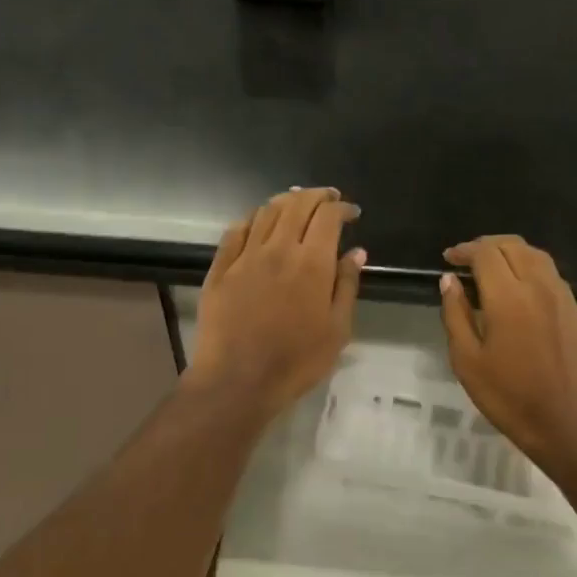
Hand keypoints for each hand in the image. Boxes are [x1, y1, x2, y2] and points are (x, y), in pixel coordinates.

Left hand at [186, 188, 363, 422]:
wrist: (237, 380)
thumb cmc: (296, 361)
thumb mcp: (337, 330)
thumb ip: (347, 286)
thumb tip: (355, 251)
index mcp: (311, 263)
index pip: (327, 217)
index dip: (341, 208)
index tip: (351, 213)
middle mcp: (278, 249)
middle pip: (297, 206)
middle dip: (316, 196)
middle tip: (327, 199)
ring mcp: (245, 256)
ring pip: (265, 212)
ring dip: (285, 201)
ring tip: (296, 202)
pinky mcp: (220, 269)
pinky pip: (235, 231)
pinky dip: (252, 219)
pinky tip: (258, 222)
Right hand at [439, 235, 576, 466]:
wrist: (565, 422)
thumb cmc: (508, 396)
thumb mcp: (467, 360)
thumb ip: (455, 315)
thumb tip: (449, 280)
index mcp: (508, 297)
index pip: (486, 254)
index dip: (464, 250)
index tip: (449, 258)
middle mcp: (538, 286)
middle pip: (512, 245)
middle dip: (486, 245)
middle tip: (466, 259)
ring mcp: (561, 296)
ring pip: (535, 255)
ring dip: (510, 252)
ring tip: (491, 267)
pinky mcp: (574, 309)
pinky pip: (550, 273)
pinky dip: (529, 266)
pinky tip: (517, 286)